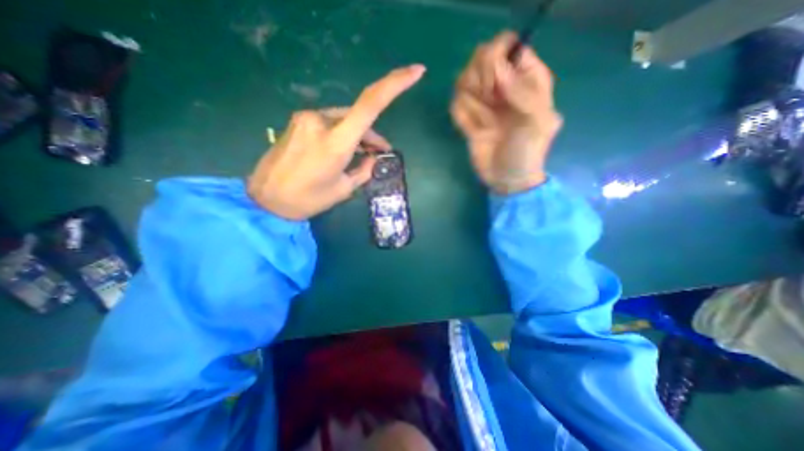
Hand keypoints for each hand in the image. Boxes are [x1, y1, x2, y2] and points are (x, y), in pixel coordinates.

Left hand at [249, 64, 426, 220]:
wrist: (266, 200)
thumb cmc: (308, 200)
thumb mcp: (344, 189)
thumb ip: (363, 170)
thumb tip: (373, 157)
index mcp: (335, 143)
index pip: (370, 105)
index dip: (395, 84)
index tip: (416, 71)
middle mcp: (320, 122)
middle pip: (358, 116)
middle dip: (372, 134)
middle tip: (380, 151)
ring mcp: (306, 118)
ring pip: (343, 119)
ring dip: (357, 134)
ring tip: (363, 154)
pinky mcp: (298, 122)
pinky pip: (329, 122)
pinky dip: (342, 133)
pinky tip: (343, 149)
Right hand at [450, 30, 560, 192]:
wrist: (507, 179)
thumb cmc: (528, 151)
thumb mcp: (537, 121)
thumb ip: (522, 91)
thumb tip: (497, 69)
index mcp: (527, 79)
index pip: (508, 47)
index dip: (497, 60)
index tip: (496, 84)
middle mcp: (503, 86)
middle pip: (480, 58)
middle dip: (479, 79)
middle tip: (488, 101)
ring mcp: (484, 103)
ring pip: (463, 80)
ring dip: (469, 99)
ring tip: (482, 120)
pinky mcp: (468, 119)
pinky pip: (456, 105)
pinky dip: (461, 116)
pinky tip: (472, 130)